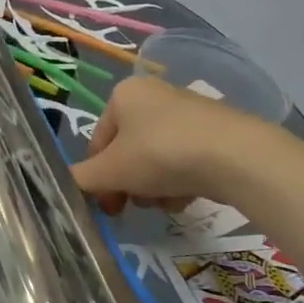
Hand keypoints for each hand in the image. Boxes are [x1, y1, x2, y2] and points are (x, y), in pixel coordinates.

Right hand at [71, 74, 272, 214]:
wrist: (237, 156)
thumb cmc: (161, 154)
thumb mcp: (111, 171)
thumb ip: (82, 179)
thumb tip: (66, 184)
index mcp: (123, 94)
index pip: (97, 142)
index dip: (97, 177)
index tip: (105, 205)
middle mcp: (154, 95)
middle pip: (127, 151)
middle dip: (128, 183)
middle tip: (130, 208)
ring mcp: (188, 112)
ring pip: (155, 159)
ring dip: (153, 187)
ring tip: (165, 202)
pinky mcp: (216, 132)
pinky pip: (184, 161)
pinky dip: (181, 181)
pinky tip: (187, 196)